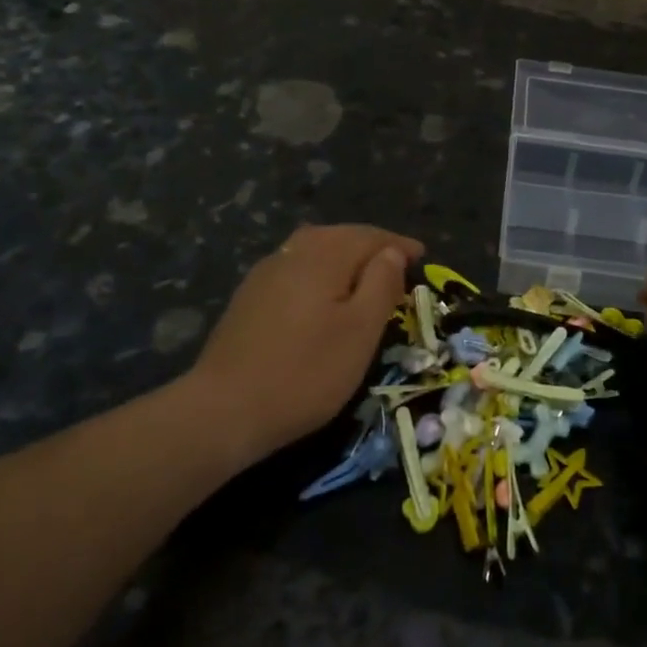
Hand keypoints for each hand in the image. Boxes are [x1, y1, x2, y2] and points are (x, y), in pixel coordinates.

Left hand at [188, 225, 422, 466]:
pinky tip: (322, 294)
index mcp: (324, 255)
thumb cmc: (306, 372)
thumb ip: (381, 284)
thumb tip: (391, 252)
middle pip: (339, 235)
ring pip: (313, 249)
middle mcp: (293, 253)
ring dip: (343, 255)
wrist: (223, 410)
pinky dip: (319, 271)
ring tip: (362, 276)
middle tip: (396, 264)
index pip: (370, 236)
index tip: (423, 257)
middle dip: (370, 245)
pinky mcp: (248, 298)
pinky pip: (295, 268)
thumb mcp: (361, 331)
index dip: (398, 245)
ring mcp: (265, 274)